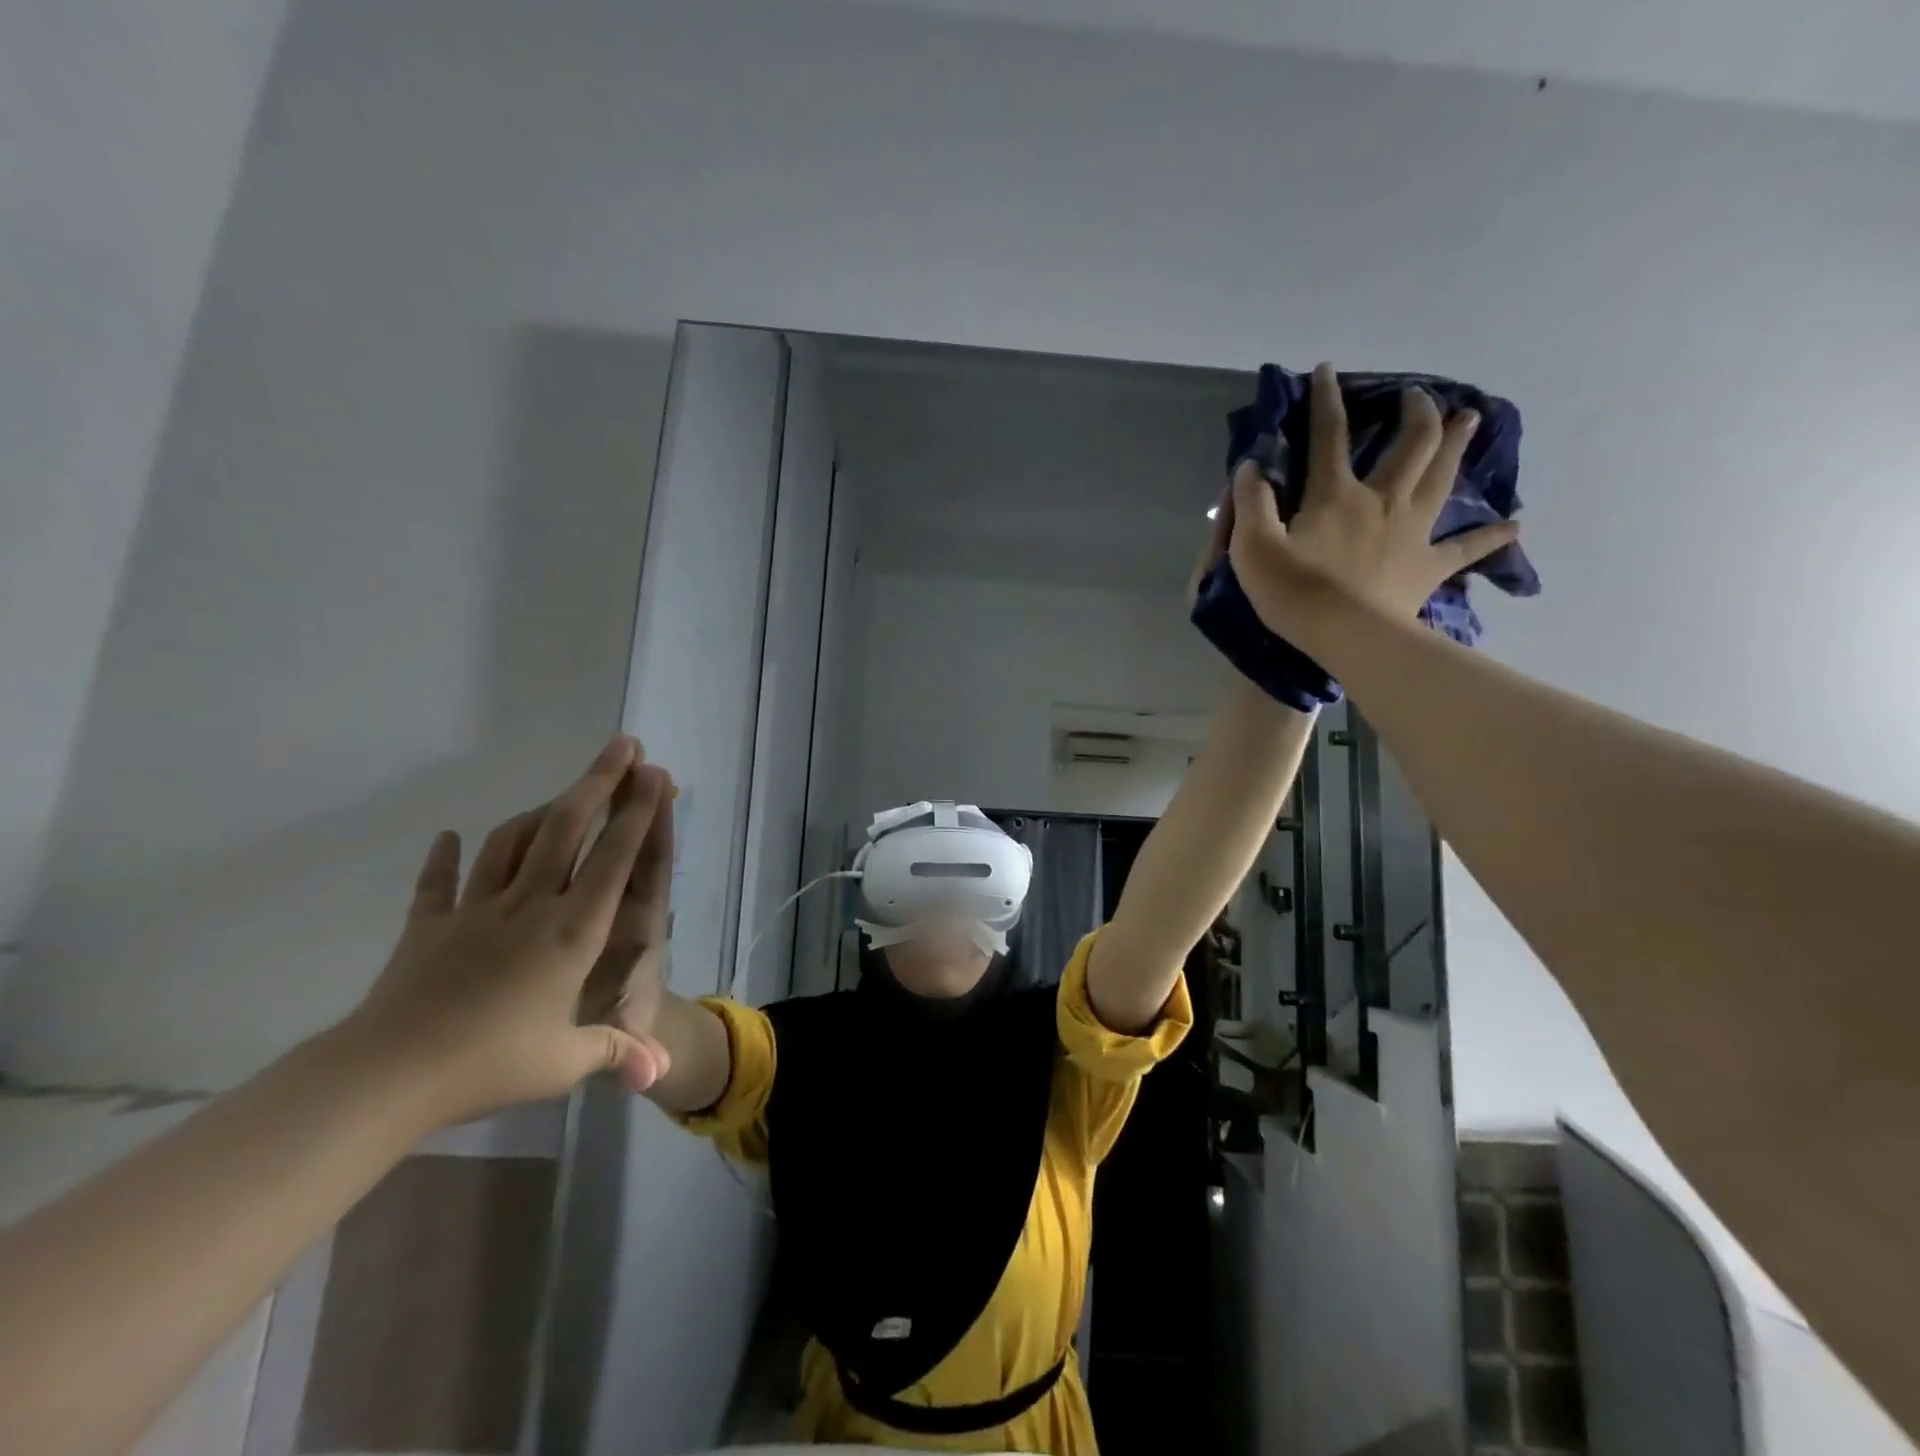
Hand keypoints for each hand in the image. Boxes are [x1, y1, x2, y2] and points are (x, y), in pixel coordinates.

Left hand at [343, 736, 672, 1126]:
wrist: (386, 1076)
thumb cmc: (489, 1064)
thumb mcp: (564, 1063)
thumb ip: (616, 1052)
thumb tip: (660, 1072)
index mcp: (571, 931)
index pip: (614, 859)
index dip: (637, 812)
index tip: (654, 773)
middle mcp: (530, 905)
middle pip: (567, 828)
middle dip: (598, 781)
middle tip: (621, 745)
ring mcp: (476, 910)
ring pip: (512, 842)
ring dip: (540, 809)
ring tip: (561, 792)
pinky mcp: (429, 927)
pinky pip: (439, 884)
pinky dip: (444, 859)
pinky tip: (448, 838)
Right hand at [1209, 362, 1518, 642]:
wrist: (1346, 636)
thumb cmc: (1295, 593)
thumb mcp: (1253, 547)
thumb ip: (1251, 504)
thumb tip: (1252, 467)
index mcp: (1337, 495)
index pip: (1328, 437)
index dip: (1326, 401)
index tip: (1327, 369)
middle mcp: (1382, 501)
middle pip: (1409, 445)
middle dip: (1415, 413)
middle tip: (1419, 396)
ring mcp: (1412, 532)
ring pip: (1442, 479)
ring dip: (1456, 446)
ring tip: (1471, 420)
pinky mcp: (1428, 568)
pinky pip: (1466, 549)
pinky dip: (1490, 537)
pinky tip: (1515, 526)